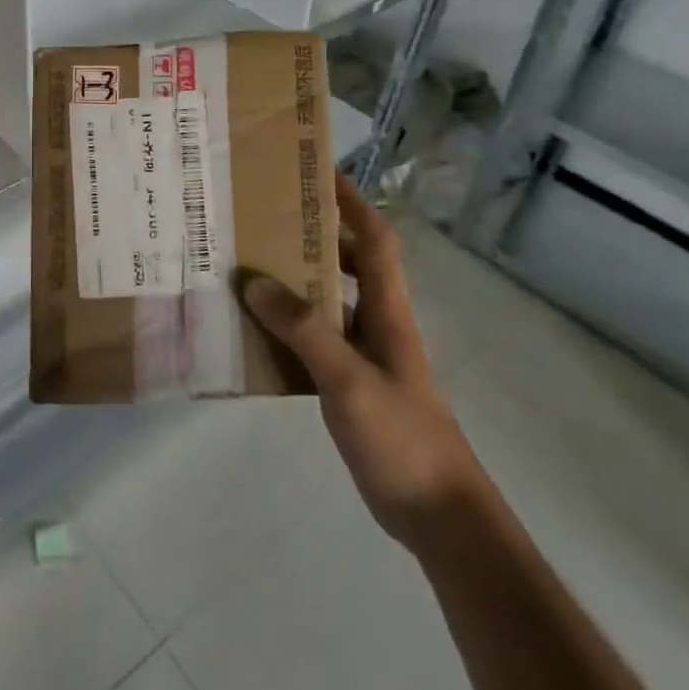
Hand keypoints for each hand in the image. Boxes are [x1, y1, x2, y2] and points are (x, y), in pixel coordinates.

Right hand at [242, 171, 486, 547]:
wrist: (440, 516)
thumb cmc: (403, 439)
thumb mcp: (350, 381)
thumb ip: (304, 330)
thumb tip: (254, 280)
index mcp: (388, 312)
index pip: (376, 239)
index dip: (352, 202)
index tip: (318, 173)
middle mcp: (379, 324)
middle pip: (350, 262)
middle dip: (314, 234)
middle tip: (264, 218)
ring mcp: (367, 355)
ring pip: (330, 300)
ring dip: (296, 279)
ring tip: (248, 264)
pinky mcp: (353, 383)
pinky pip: (316, 338)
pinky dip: (289, 324)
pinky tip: (256, 329)